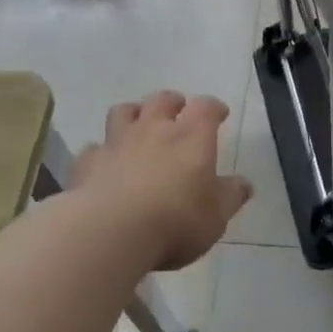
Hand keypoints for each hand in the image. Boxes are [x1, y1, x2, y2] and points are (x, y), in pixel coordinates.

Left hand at [73, 91, 251, 271]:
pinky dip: (102, 150)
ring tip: (138, 122)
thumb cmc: (175, 221)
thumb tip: (243, 184)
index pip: (206, 108)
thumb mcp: (216, 216)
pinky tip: (104, 161)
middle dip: (173, 102)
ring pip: (123, 112)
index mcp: (191, 137)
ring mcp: (117, 142)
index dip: (214, 108)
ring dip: (134, 113)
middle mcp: (153, 129)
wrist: (111, 231)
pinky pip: (95, 147)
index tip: (219, 113)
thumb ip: (230, 196)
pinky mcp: (88, 162)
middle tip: (179, 109)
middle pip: (162, 100)